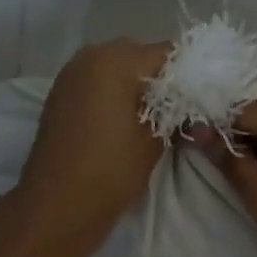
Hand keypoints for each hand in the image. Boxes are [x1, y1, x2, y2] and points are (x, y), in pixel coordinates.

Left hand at [9, 38, 169, 255]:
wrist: (57, 204)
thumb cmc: (112, 169)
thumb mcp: (155, 141)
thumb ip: (175, 113)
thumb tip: (190, 107)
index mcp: (117, 60)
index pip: (167, 53)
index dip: (187, 74)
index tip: (199, 97)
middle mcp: (91, 55)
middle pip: (139, 55)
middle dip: (160, 77)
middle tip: (177, 109)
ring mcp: (71, 73)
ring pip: (115, 66)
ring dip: (134, 84)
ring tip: (150, 117)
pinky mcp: (60, 92)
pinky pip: (95, 80)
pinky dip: (112, 92)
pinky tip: (122, 120)